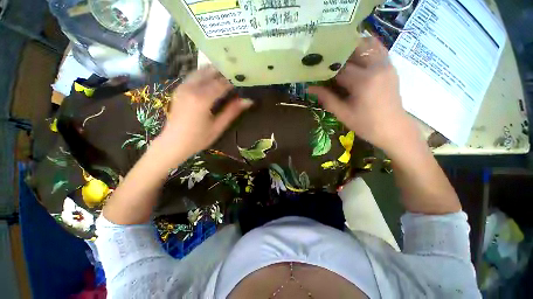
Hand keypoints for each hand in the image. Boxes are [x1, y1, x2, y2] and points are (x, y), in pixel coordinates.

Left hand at [158, 66, 252, 160]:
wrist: (173, 143)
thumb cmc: (198, 138)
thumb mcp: (218, 126)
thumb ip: (232, 111)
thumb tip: (248, 100)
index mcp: (202, 98)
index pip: (222, 83)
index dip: (234, 81)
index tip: (244, 80)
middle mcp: (191, 88)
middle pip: (211, 72)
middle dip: (225, 72)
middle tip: (237, 77)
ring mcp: (183, 86)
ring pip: (201, 71)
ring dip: (215, 72)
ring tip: (227, 77)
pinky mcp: (179, 89)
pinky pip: (194, 76)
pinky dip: (205, 75)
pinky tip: (213, 81)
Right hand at [309, 37, 415, 153]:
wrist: (394, 129)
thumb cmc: (366, 124)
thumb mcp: (343, 114)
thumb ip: (326, 98)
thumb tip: (310, 88)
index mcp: (363, 81)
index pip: (340, 68)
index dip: (326, 68)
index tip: (316, 70)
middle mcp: (376, 67)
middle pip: (354, 49)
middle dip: (338, 54)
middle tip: (326, 60)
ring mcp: (386, 65)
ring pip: (367, 44)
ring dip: (351, 47)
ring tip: (339, 56)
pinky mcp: (390, 67)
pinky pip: (377, 49)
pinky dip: (365, 48)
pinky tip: (355, 55)